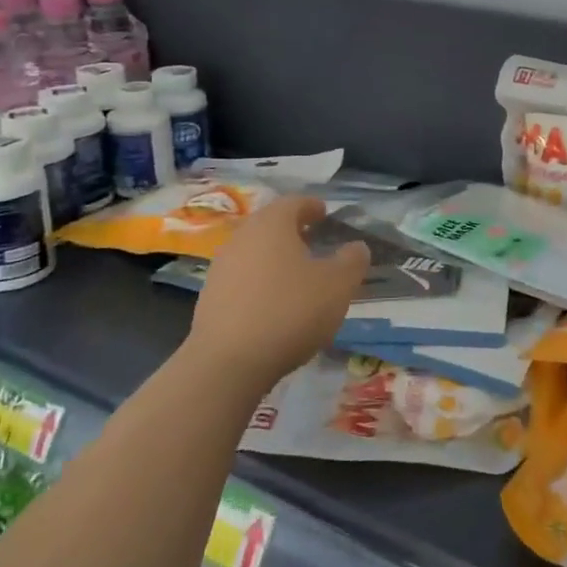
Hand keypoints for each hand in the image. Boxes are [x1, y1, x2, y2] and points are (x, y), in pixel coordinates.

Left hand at [184, 196, 369, 392]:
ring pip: (254, 252)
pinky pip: (242, 279)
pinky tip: (274, 304)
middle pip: (269, 225)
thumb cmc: (290, 311)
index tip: (324, 213)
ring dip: (275, 257)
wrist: (228, 364)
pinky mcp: (210, 298)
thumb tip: (356, 247)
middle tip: (313, 241)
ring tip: (296, 275)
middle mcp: (242, 238)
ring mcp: (221, 268)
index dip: (311, 206)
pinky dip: (260, 282)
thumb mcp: (338, 285)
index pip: (293, 202)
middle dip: (292, 230)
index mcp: (272, 224)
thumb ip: (352, 260)